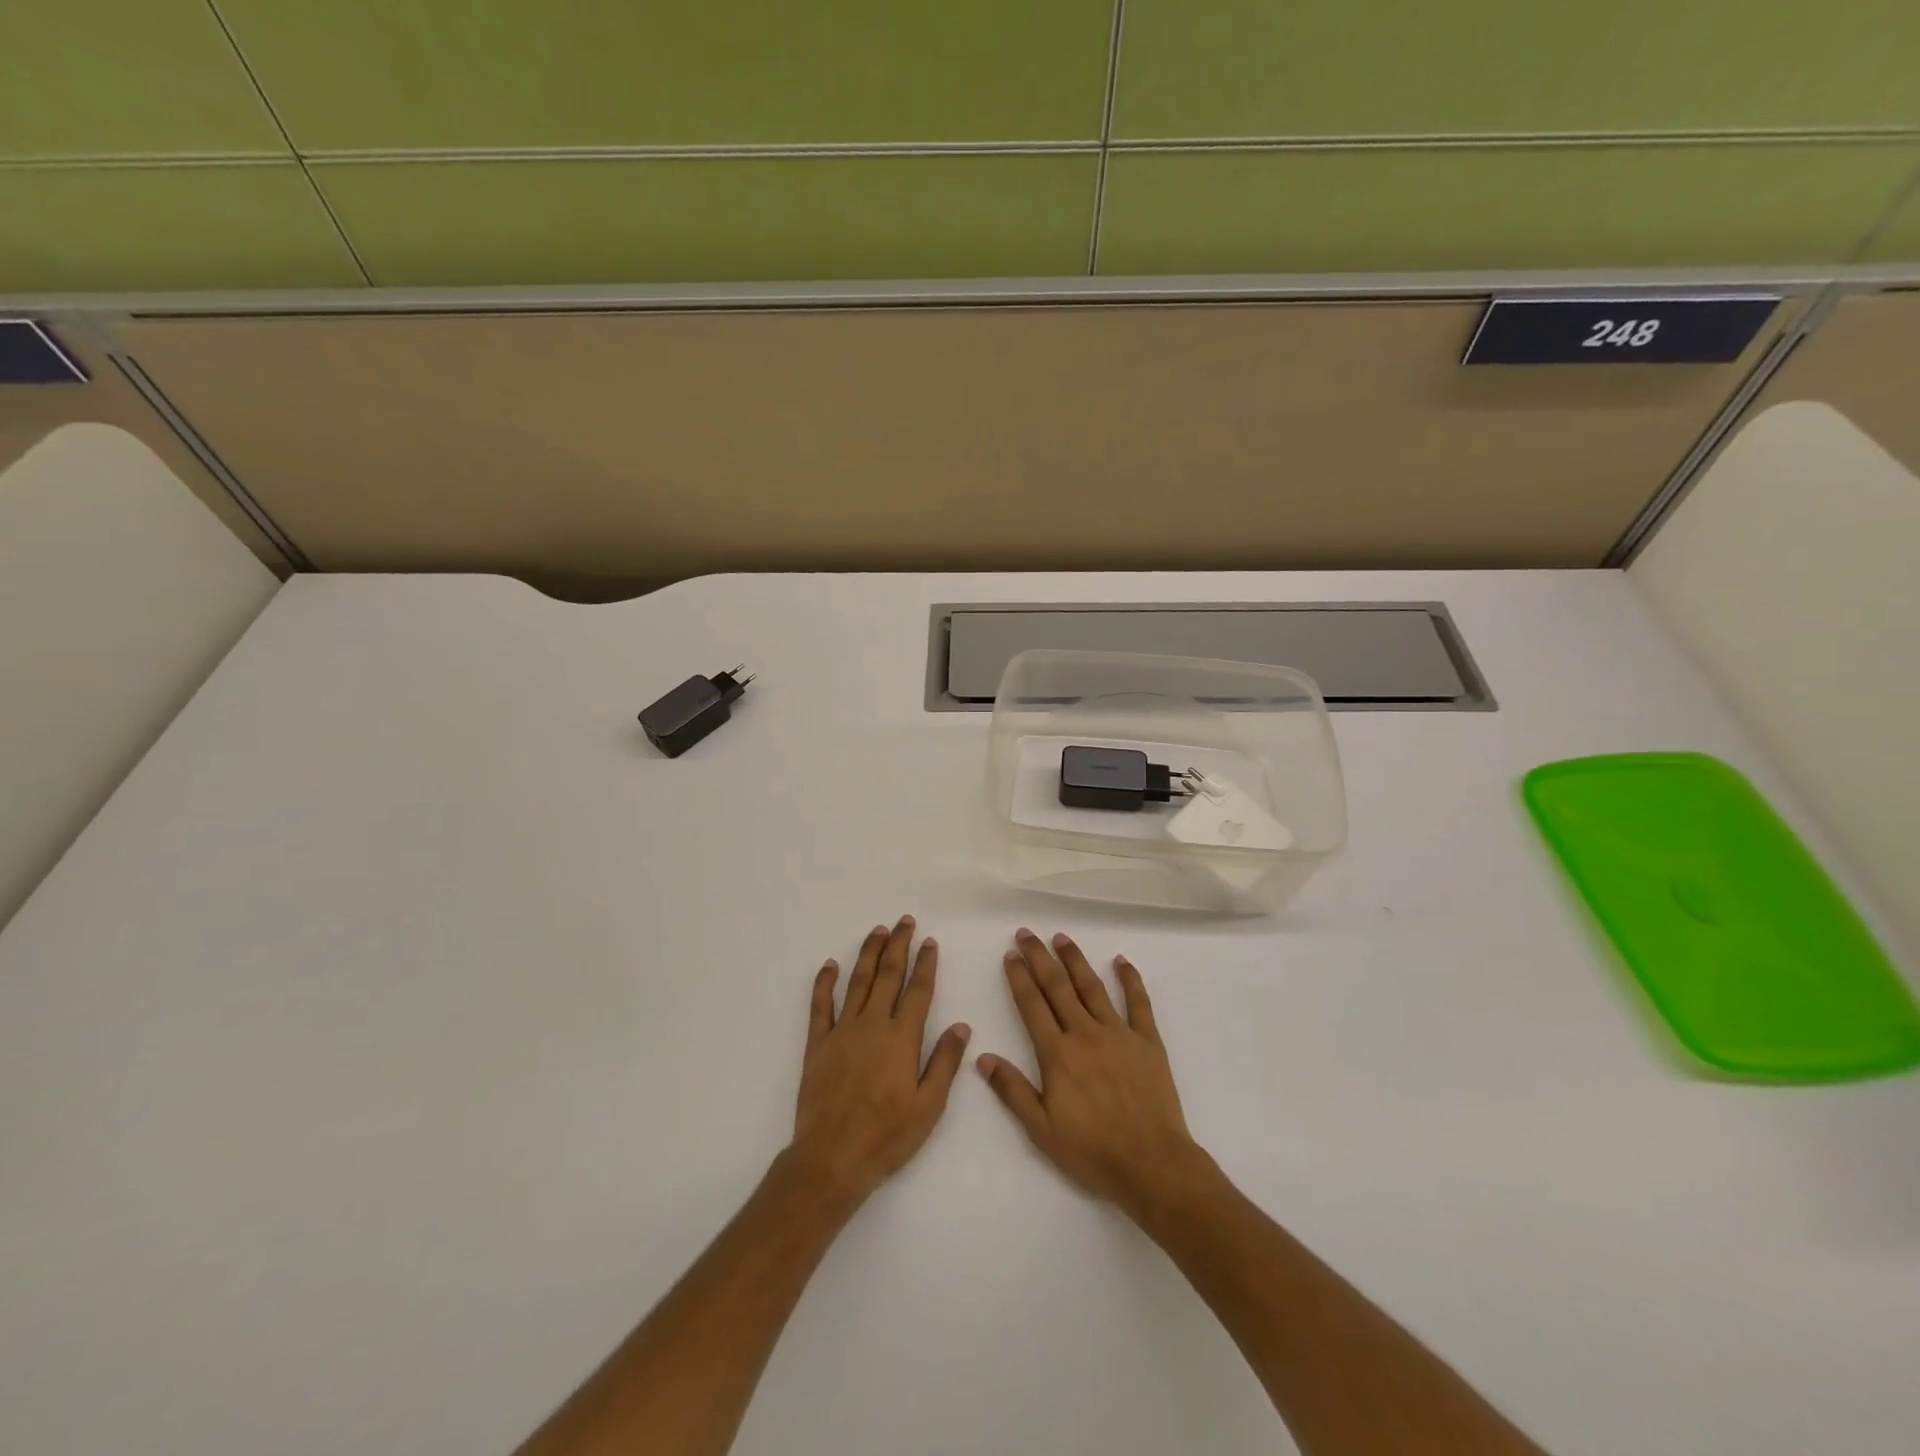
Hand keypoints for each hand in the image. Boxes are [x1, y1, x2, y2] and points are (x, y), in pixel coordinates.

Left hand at [787, 916, 970, 1207]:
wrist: (833, 1158)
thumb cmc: (887, 1136)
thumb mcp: (929, 1106)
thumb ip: (945, 1062)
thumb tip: (962, 1025)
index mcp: (902, 1038)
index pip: (918, 991)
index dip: (925, 964)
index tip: (930, 942)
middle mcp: (873, 1024)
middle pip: (888, 975)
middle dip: (898, 945)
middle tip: (905, 921)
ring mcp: (842, 1031)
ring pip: (857, 982)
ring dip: (868, 953)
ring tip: (877, 931)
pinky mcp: (817, 1044)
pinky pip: (820, 1005)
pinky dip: (824, 982)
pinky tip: (829, 965)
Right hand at [978, 930, 1204, 1214]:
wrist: (1152, 1164)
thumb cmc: (1093, 1151)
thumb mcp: (1041, 1129)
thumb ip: (1012, 1090)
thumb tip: (982, 1057)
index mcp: (1058, 1054)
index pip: (1032, 1006)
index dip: (1019, 978)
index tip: (1010, 955)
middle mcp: (1085, 1034)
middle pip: (1058, 987)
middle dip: (1040, 958)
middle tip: (1027, 933)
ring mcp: (1118, 1033)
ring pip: (1092, 987)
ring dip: (1075, 960)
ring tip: (1061, 937)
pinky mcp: (1147, 1041)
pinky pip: (1139, 1002)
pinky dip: (1130, 979)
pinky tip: (1121, 960)